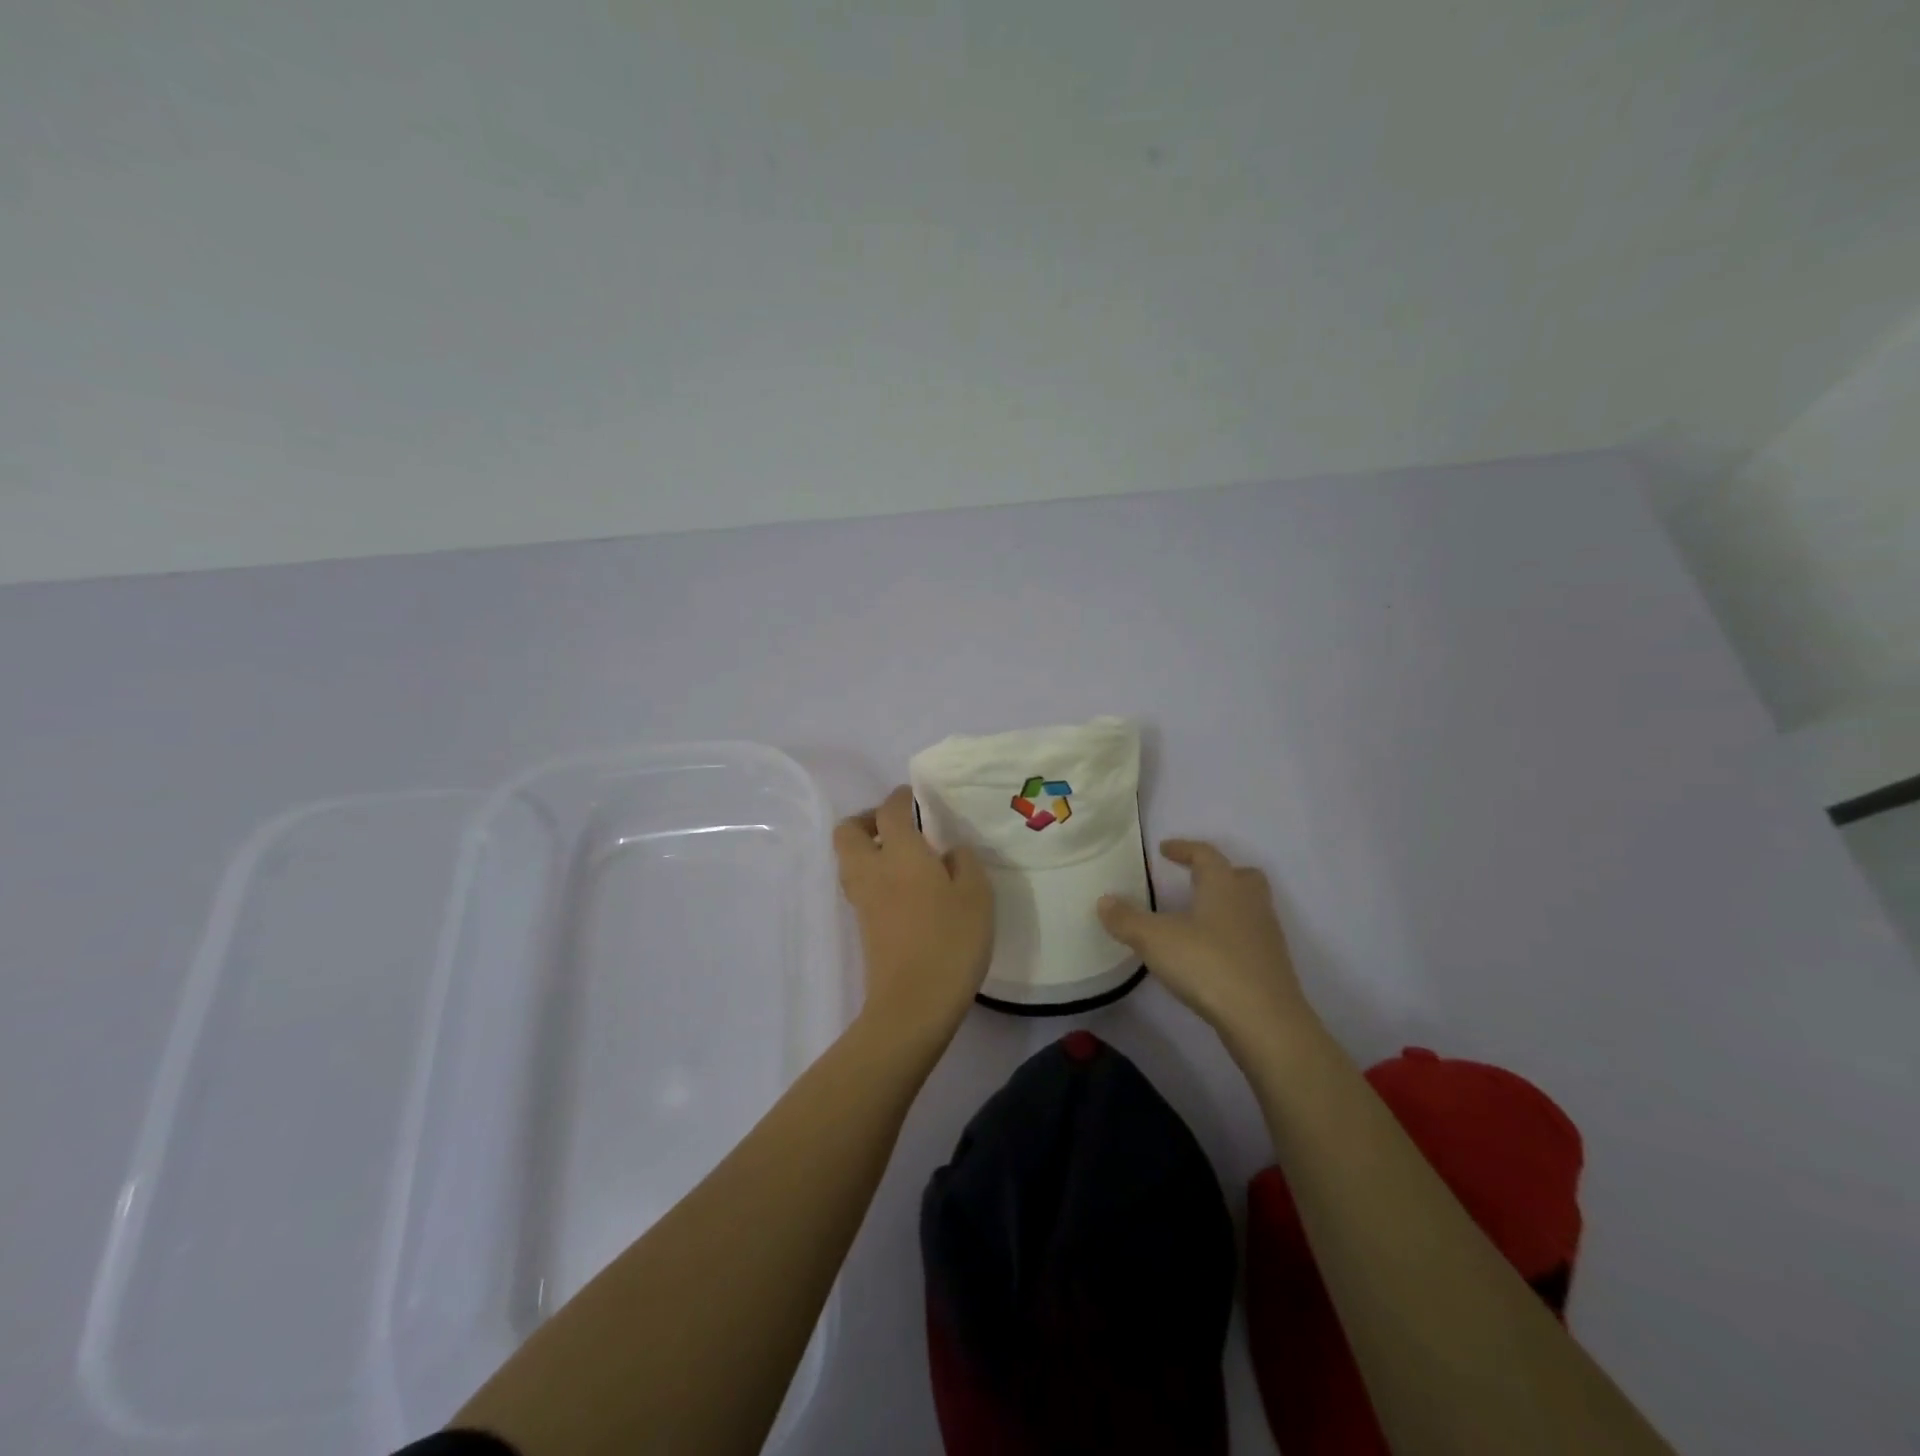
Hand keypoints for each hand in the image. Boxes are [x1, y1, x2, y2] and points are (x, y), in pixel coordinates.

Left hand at [835, 786, 993, 1042]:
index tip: (914, 796)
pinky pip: (859, 884)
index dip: (899, 797)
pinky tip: (906, 889)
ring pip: (849, 859)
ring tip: (904, 858)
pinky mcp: (863, 926)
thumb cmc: (950, 942)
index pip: (889, 810)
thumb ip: (964, 862)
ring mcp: (862, 900)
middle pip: (848, 832)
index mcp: (900, 853)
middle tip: (898, 827)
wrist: (913, 1004)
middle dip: (867, 820)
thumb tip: (950, 852)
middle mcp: (872, 870)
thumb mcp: (976, 895)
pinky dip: (874, 875)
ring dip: (868, 849)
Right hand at [1098, 840, 1314, 1039]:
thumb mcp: (1155, 940)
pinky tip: (1211, 954)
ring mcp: (1266, 935)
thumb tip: (1104, 900)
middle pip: (1241, 875)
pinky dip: (1232, 936)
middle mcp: (1250, 902)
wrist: (1265, 1020)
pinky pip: (1251, 937)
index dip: (1184, 849)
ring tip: (1197, 919)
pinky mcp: (1272, 966)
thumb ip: (1126, 919)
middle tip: (1193, 879)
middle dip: (1218, 873)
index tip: (1164, 849)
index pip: (1205, 854)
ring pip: (1249, 907)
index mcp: (1224, 885)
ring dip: (1226, 905)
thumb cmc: (1208, 965)